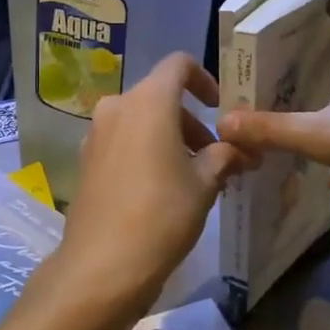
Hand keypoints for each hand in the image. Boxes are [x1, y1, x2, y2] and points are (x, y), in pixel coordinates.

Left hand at [56, 53, 251, 312]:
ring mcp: (96, 135)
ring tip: (195, 177)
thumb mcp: (205, 183)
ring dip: (170, 138)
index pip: (178, 65)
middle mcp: (117, 107)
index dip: (205, 79)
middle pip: (160, 97)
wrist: (103, 265)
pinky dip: (146, 152)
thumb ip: (225, 156)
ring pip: (141, 121)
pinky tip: (163, 189)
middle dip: (192, 121)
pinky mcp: (86, 161)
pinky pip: (123, 142)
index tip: (220, 109)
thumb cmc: (162, 214)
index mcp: (148, 101)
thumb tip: (243, 151)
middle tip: (218, 156)